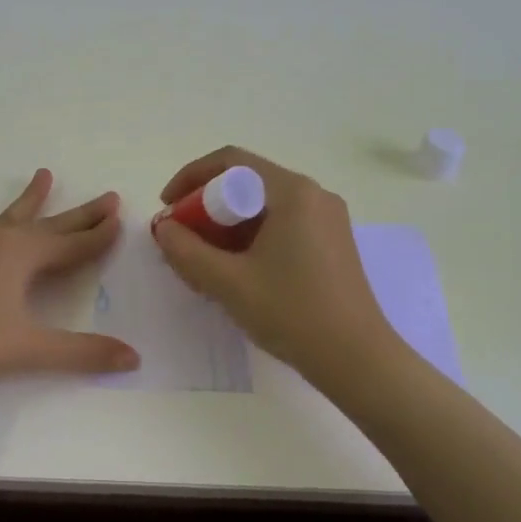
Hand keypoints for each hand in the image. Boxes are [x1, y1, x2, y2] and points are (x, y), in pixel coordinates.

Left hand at [0, 169, 140, 390]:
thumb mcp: (29, 350)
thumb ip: (83, 353)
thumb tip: (134, 358)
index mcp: (23, 256)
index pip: (74, 245)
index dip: (99, 236)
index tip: (121, 219)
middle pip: (49, 225)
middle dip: (79, 214)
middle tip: (107, 197)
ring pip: (5, 216)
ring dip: (27, 199)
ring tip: (43, 174)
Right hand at [152, 147, 392, 378]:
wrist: (357, 360)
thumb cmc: (291, 313)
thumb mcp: (228, 282)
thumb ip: (186, 250)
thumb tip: (164, 227)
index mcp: (292, 192)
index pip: (231, 162)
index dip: (191, 177)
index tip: (167, 206)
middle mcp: (314, 195)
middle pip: (247, 183)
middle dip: (207, 206)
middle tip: (182, 238)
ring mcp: (327, 219)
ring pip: (263, 206)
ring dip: (227, 225)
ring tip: (204, 259)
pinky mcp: (332, 243)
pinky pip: (282, 224)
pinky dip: (251, 237)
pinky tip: (236, 270)